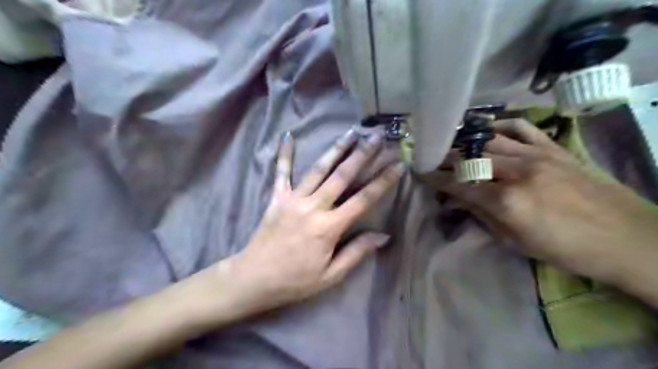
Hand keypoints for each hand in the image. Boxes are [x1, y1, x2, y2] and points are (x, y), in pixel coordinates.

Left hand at [216, 130, 403, 317]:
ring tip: (350, 132)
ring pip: (318, 169)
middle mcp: (313, 207)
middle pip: (342, 176)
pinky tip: (288, 135)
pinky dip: (285, 154)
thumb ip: (357, 252)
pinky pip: (281, 172)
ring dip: (336, 149)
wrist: (255, 278)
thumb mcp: (331, 275)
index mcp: (329, 227)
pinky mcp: (276, 198)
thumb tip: (383, 235)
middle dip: (362, 154)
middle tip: (376, 136)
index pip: (363, 199)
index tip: (398, 164)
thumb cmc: (296, 280)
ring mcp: (293, 199)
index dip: (383, 181)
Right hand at [424, 120, 657, 286]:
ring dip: (465, 142)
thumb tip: (456, 201)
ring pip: (488, 140)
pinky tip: (487, 131)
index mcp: (506, 201)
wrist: (629, 239)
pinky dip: (499, 126)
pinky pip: (520, 127)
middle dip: (445, 158)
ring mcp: (537, 154)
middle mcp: (517, 171)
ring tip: (452, 145)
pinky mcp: (553, 147)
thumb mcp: (515, 241)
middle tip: (431, 159)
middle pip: (469, 157)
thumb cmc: (567, 249)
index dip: (434, 178)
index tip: (419, 172)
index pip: (458, 184)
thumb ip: (482, 215)